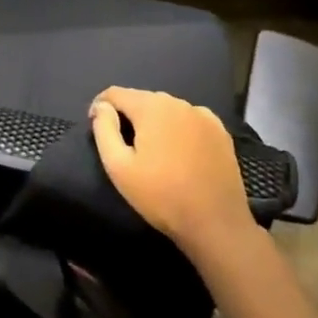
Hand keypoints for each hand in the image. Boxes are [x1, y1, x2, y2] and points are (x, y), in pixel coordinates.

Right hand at [89, 86, 262, 256]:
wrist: (216, 224)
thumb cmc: (161, 196)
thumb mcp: (118, 166)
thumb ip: (104, 129)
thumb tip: (102, 107)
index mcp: (152, 107)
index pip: (115, 93)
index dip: (100, 106)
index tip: (96, 126)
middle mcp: (178, 103)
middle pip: (142, 99)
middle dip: (128, 114)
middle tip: (124, 145)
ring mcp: (203, 116)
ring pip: (167, 109)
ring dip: (153, 122)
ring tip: (152, 150)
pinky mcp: (221, 132)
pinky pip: (189, 120)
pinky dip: (178, 128)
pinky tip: (179, 153)